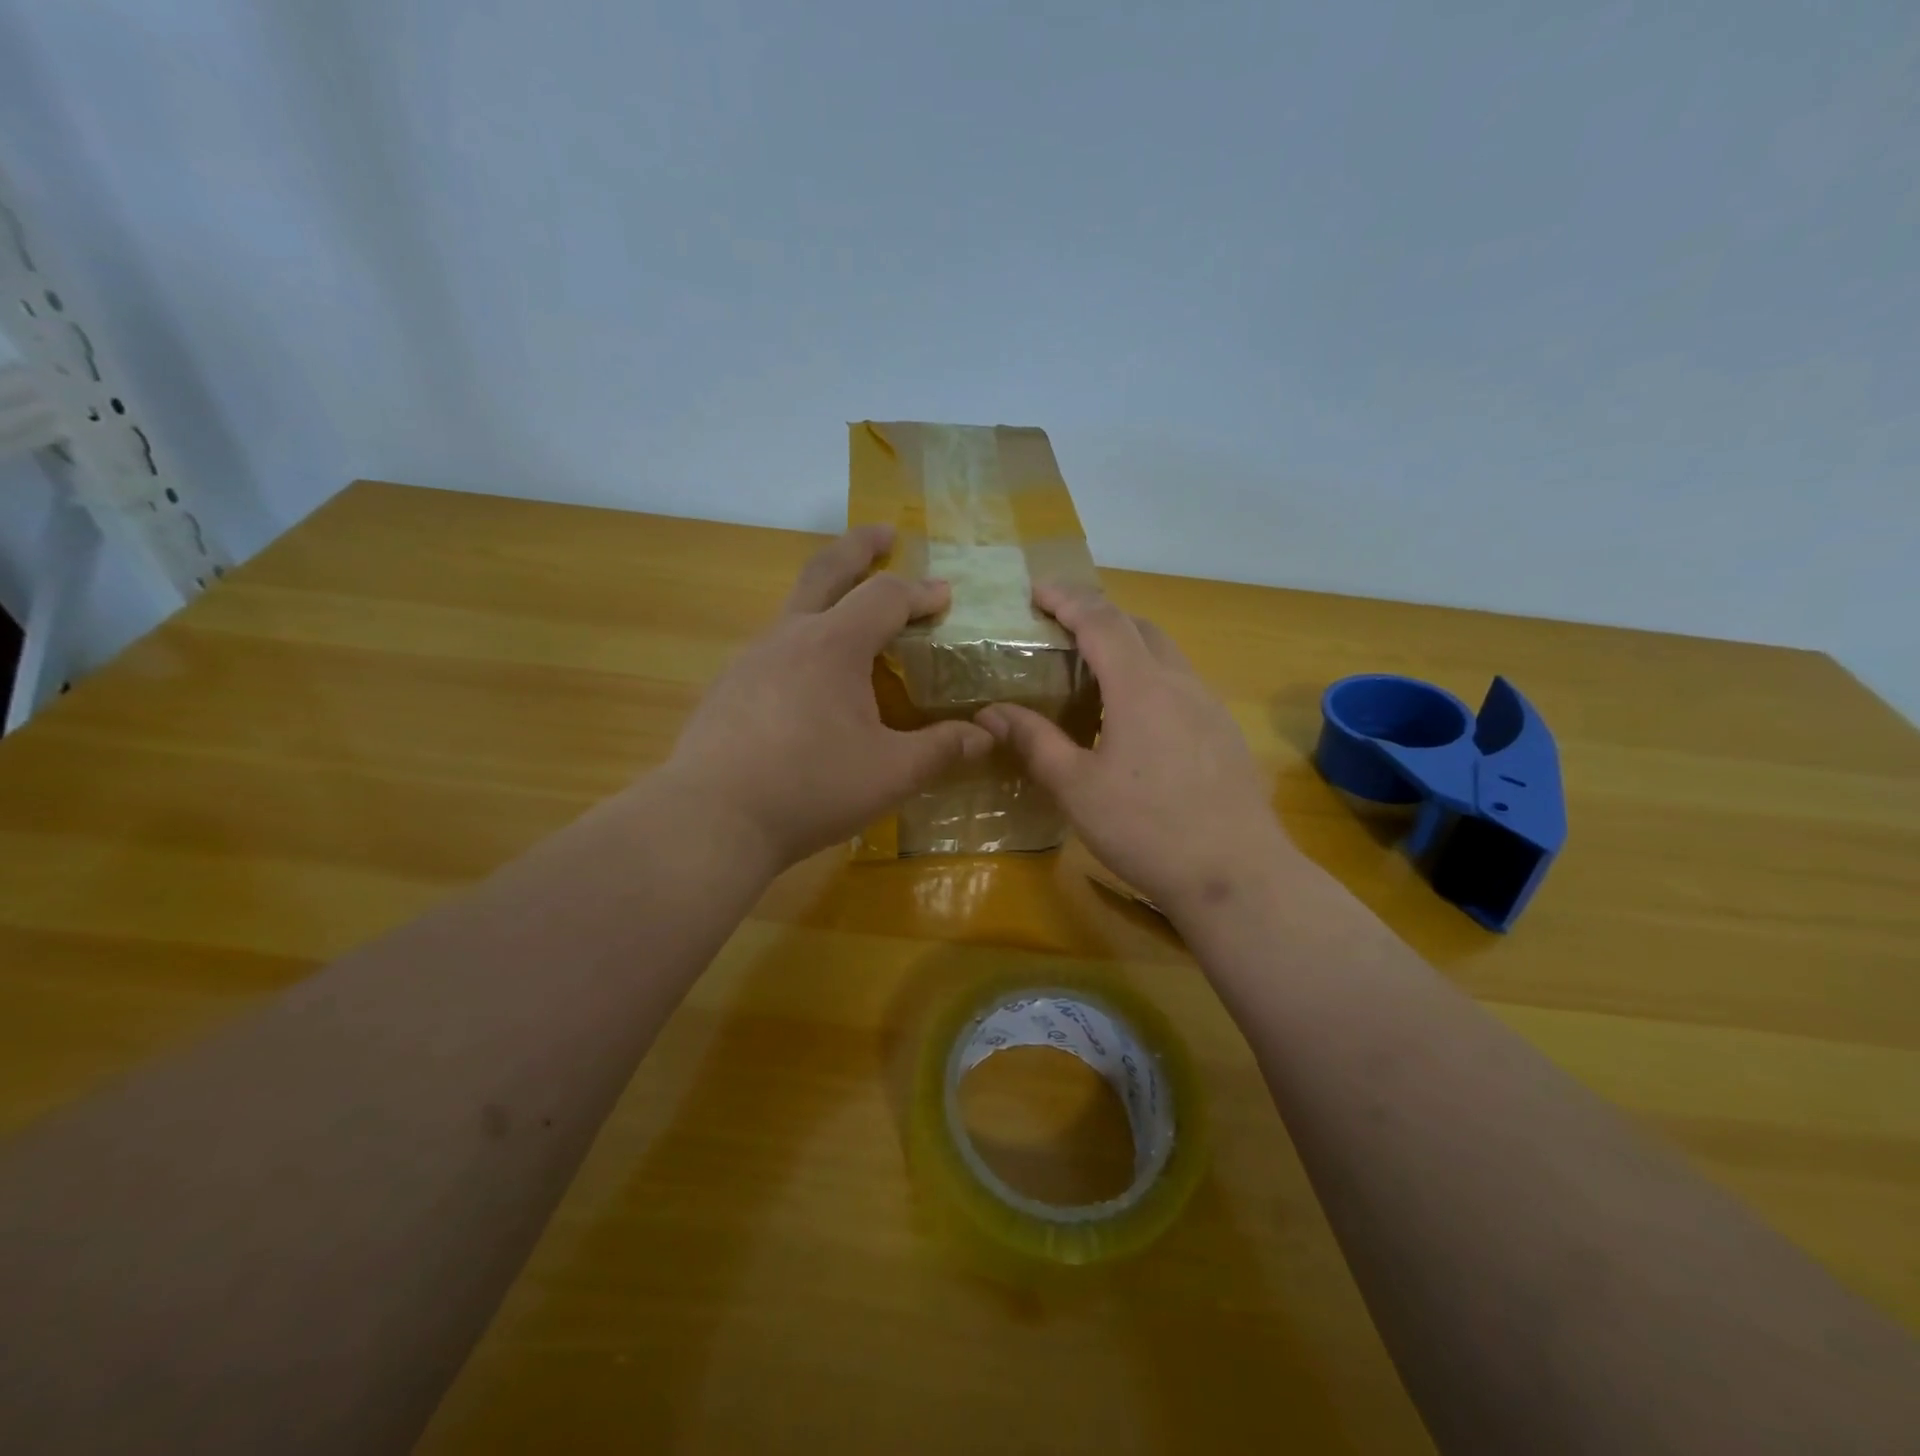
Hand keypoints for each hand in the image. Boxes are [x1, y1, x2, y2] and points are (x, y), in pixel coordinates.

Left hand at [662, 526, 993, 870]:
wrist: (711, 819)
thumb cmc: (810, 788)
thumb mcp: (891, 773)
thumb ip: (942, 750)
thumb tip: (986, 736)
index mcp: (834, 645)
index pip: (885, 597)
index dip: (920, 592)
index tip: (945, 595)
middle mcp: (789, 637)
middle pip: (826, 571)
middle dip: (859, 547)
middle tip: (884, 535)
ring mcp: (750, 660)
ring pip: (794, 609)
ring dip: (828, 597)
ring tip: (852, 618)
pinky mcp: (727, 688)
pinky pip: (774, 648)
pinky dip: (803, 642)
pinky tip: (809, 682)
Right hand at [975, 585, 1296, 917]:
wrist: (1236, 875)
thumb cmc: (1146, 829)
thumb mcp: (1077, 788)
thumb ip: (1034, 742)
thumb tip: (991, 712)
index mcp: (1140, 687)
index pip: (1101, 620)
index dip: (1068, 599)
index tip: (1038, 591)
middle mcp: (1180, 683)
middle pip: (1139, 627)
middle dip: (1098, 615)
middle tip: (1061, 628)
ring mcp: (1210, 707)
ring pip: (1165, 654)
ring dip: (1127, 645)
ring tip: (1092, 670)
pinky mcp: (1224, 733)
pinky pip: (1181, 684)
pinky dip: (1149, 677)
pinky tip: (1134, 719)